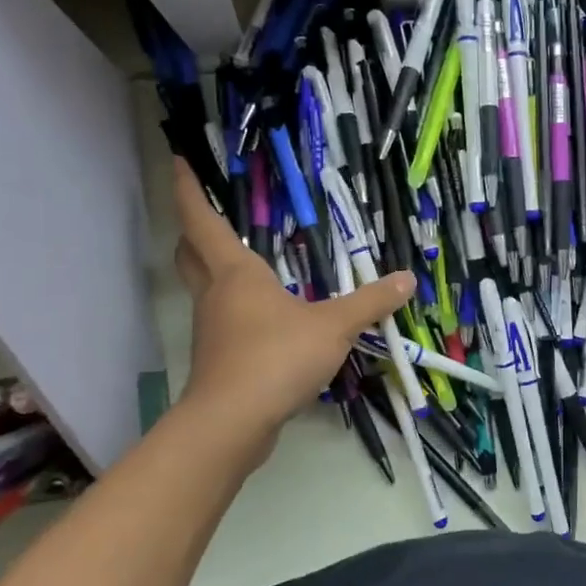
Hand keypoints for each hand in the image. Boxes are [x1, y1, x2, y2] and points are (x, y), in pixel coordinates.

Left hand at [169, 159, 413, 457]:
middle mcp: (216, 295)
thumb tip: (407, 279)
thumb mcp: (334, 326)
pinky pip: (223, 323)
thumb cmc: (277, 357)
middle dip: (192, 230)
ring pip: (204, 289)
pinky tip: (263, 321)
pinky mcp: (218, 361)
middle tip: (204, 214)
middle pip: (190, 253)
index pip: (203, 220)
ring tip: (245, 265)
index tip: (177, 162)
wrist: (233, 423)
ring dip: (213, 271)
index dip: (188, 190)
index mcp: (237, 273)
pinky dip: (234, 311)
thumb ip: (370, 302)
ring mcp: (211, 330)